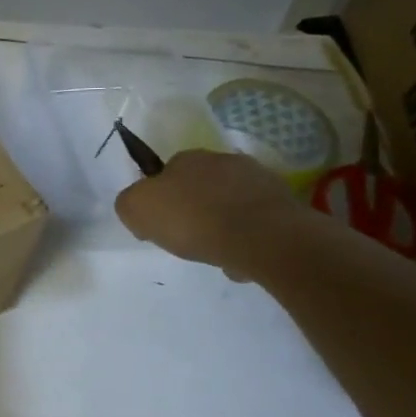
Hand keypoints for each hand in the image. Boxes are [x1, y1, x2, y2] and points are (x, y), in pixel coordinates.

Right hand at [114, 149, 313, 277]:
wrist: (263, 237)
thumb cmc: (192, 219)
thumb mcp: (136, 209)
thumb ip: (130, 203)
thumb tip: (139, 208)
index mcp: (187, 158)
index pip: (167, 173)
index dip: (161, 198)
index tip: (160, 224)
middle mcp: (224, 160)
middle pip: (202, 187)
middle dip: (195, 209)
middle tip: (189, 238)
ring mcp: (259, 180)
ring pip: (232, 204)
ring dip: (224, 224)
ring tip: (219, 253)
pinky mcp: (285, 205)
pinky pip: (257, 223)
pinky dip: (249, 239)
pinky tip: (243, 258)